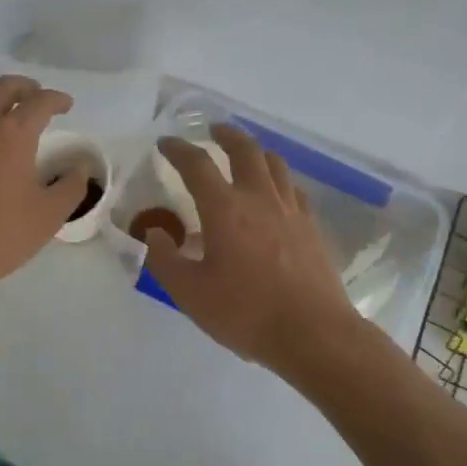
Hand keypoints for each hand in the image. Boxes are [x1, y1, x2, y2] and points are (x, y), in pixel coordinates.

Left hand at [0, 75, 87, 305]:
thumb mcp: (48, 216)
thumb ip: (71, 187)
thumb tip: (79, 168)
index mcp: (12, 133)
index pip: (40, 101)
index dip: (57, 99)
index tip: (67, 105)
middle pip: (3, 86)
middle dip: (25, 87)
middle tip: (38, 97)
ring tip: (9, 111)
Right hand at [143, 124, 363, 371]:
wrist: (313, 333)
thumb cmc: (245, 313)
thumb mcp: (190, 293)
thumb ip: (165, 259)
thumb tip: (153, 232)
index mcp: (225, 209)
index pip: (197, 165)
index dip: (178, 150)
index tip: (166, 144)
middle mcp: (259, 198)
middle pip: (244, 149)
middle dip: (225, 135)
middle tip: (212, 131)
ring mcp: (291, 210)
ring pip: (274, 164)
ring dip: (255, 151)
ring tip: (244, 154)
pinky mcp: (311, 227)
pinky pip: (293, 189)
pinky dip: (278, 180)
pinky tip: (275, 194)